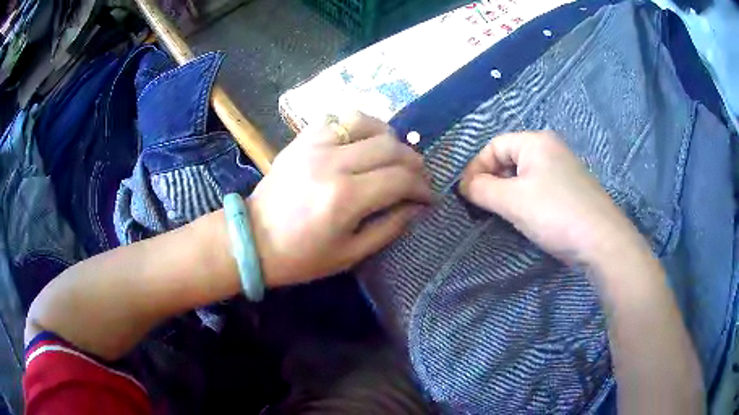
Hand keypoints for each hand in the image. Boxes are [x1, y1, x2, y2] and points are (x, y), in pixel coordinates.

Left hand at [248, 112, 432, 286]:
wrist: (252, 239)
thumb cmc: (300, 256)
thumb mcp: (350, 254)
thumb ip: (389, 227)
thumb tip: (416, 206)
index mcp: (345, 198)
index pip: (400, 179)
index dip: (422, 187)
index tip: (428, 197)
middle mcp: (333, 162)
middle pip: (391, 147)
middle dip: (414, 162)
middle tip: (417, 178)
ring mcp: (315, 145)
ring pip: (367, 122)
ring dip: (390, 137)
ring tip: (394, 155)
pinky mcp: (302, 139)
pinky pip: (338, 118)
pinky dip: (359, 125)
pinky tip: (364, 141)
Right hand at [459, 131, 644, 265]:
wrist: (602, 241)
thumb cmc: (555, 213)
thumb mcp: (512, 201)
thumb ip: (481, 189)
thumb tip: (463, 186)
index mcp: (536, 142)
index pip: (494, 146)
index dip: (476, 167)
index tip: (465, 194)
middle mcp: (551, 149)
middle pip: (509, 159)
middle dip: (492, 181)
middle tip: (482, 206)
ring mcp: (564, 169)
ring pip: (524, 176)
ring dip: (508, 193)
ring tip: (502, 214)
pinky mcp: (571, 189)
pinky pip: (539, 187)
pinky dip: (526, 199)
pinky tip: (527, 218)